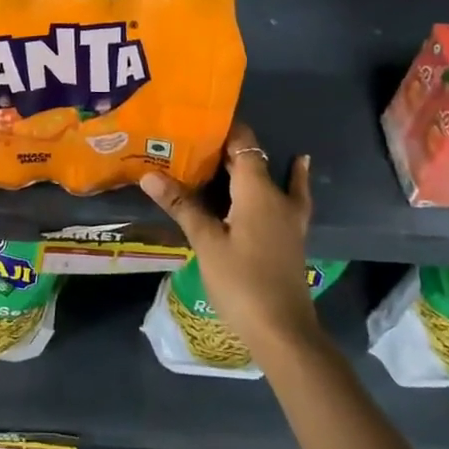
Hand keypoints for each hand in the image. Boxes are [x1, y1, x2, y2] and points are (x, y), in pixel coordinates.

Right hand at [141, 123, 318, 360]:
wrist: (282, 330)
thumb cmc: (241, 281)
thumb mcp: (206, 242)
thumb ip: (182, 205)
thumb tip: (149, 174)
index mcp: (256, 191)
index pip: (243, 144)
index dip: (223, 128)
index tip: (197, 118)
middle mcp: (276, 196)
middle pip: (253, 159)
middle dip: (225, 148)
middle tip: (192, 140)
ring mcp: (288, 216)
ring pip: (268, 177)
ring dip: (247, 165)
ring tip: (223, 153)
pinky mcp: (289, 234)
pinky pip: (290, 194)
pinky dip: (292, 177)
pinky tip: (299, 165)